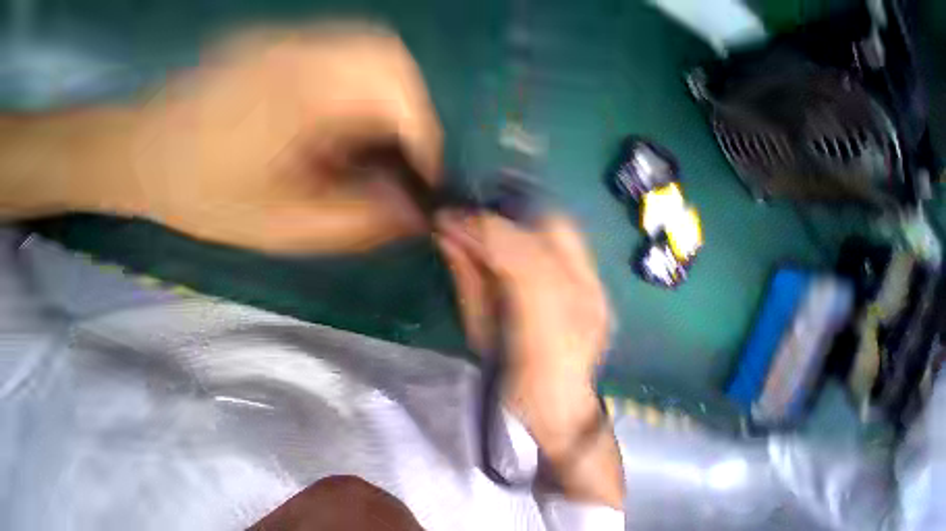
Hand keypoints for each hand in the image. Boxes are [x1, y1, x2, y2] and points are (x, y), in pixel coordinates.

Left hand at [74, 24, 441, 251]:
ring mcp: (293, 42)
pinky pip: (359, 65)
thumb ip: (366, 222)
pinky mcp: (291, 49)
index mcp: (294, 95)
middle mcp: (297, 51)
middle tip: (415, 167)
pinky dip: (382, 104)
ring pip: (381, 58)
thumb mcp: (294, 229)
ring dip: (403, 111)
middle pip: (393, 59)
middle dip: (420, 120)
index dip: (425, 136)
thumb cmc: (207, 198)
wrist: (137, 155)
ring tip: (394, 156)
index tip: (427, 179)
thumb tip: (418, 215)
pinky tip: (365, 138)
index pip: (392, 86)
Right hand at [436, 212, 622, 507]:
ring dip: (517, 221)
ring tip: (489, 228)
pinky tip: (514, 238)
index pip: (520, 256)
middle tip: (470, 223)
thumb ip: (467, 279)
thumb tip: (448, 235)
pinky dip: (534, 230)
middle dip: (502, 218)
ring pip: (560, 227)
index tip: (449, 219)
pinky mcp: (599, 282)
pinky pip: (567, 238)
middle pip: (548, 229)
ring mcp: (598, 288)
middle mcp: (584, 299)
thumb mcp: (478, 334)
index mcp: (549, 328)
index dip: (482, 230)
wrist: (562, 406)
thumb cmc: (511, 382)